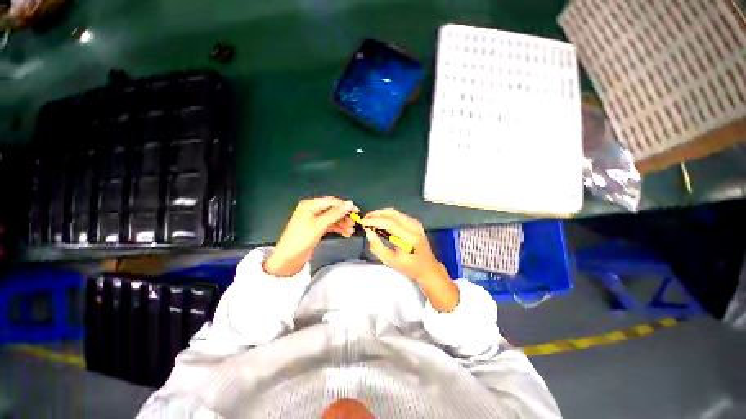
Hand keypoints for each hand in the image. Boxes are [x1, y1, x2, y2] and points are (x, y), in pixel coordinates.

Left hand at [263, 197, 357, 276]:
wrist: (288, 259)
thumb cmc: (301, 239)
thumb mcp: (319, 225)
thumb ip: (335, 214)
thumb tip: (350, 203)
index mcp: (310, 205)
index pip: (331, 202)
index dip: (344, 206)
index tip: (356, 211)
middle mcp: (312, 210)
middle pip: (333, 210)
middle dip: (344, 217)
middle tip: (353, 223)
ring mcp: (315, 220)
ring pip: (333, 219)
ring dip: (342, 224)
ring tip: (350, 231)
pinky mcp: (317, 229)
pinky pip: (331, 226)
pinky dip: (338, 229)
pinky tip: (346, 233)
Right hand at [362, 208, 458, 310]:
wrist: (427, 267)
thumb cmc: (409, 267)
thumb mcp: (390, 261)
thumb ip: (377, 247)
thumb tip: (369, 232)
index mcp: (409, 237)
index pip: (389, 223)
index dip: (374, 220)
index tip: (363, 222)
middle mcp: (414, 226)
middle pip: (392, 213)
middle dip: (376, 214)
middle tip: (365, 219)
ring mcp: (415, 223)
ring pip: (394, 212)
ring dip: (381, 214)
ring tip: (370, 220)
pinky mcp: (414, 222)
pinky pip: (398, 215)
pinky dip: (387, 216)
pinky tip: (380, 222)